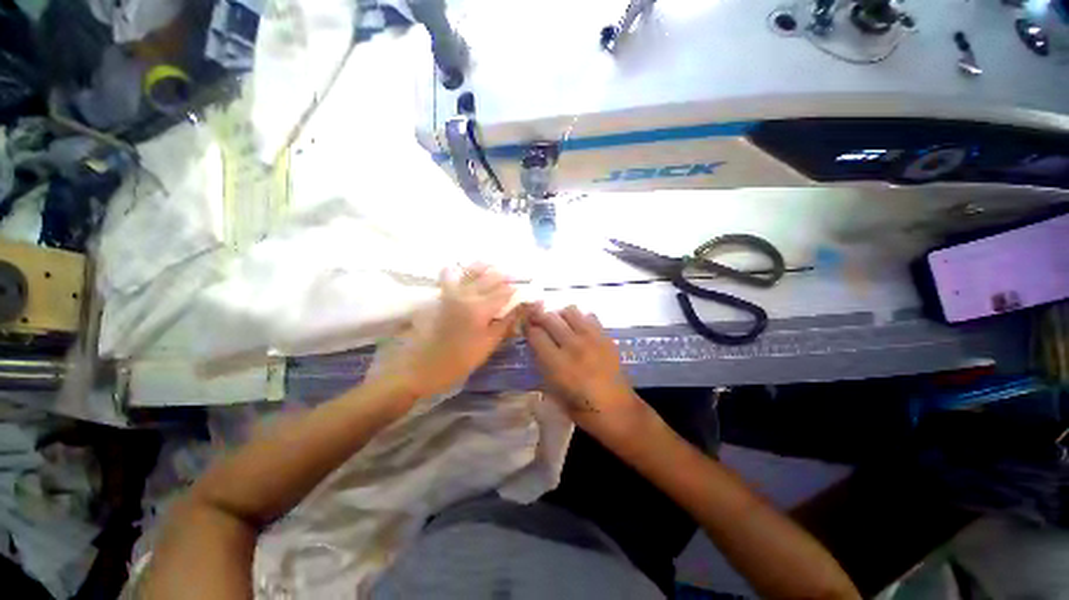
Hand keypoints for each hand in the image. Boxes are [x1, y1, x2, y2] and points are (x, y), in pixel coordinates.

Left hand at [377, 264, 520, 398]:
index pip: (505, 292)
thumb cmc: (460, 360)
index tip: (524, 293)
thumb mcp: (488, 345)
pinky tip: (466, 273)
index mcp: (481, 308)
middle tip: (514, 280)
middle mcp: (467, 294)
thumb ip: (506, 323)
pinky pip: (450, 274)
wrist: (422, 366)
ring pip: (471, 270)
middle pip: (491, 277)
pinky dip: (460, 270)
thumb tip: (521, 308)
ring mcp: (452, 292)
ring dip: (485, 268)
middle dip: (505, 277)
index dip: (516, 290)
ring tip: (494, 270)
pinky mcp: (441, 295)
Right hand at [524, 305, 651, 443]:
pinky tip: (579, 329)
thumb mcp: (553, 393)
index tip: (525, 328)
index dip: (527, 328)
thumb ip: (543, 366)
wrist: (618, 411)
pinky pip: (589, 316)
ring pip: (570, 311)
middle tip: (537, 320)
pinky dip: (580, 318)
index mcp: (558, 364)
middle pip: (550, 318)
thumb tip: (536, 346)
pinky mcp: (606, 337)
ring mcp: (592, 339)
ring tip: (560, 324)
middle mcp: (573, 346)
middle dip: (539, 317)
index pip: (535, 334)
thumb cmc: (582, 409)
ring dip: (560, 315)